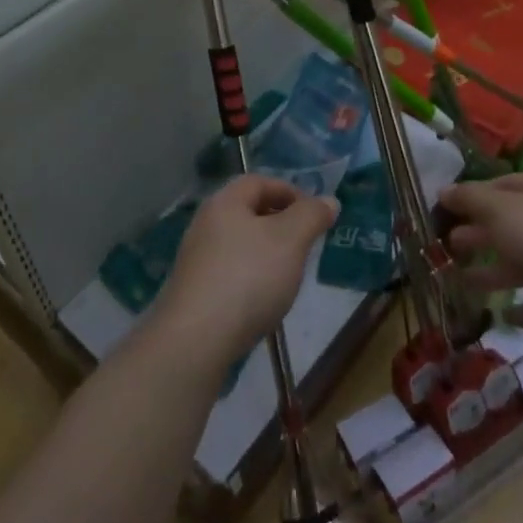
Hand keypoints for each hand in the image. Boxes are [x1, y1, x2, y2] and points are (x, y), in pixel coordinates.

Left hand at [149, 177, 338, 371]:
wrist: (195, 341)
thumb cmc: (248, 277)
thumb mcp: (291, 240)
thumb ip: (311, 216)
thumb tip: (329, 201)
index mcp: (225, 202)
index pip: (259, 182)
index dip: (289, 191)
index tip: (314, 214)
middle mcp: (205, 224)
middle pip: (247, 212)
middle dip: (280, 223)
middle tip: (305, 244)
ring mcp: (195, 261)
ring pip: (239, 245)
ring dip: (266, 253)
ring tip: (288, 275)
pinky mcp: (193, 293)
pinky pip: (229, 274)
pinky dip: (250, 278)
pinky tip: (263, 302)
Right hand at [439, 174, 522, 348]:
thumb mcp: (497, 210)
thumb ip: (469, 199)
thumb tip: (443, 191)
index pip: (504, 183)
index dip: (474, 194)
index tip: (446, 208)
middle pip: (512, 222)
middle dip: (479, 232)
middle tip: (448, 243)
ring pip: (522, 260)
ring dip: (492, 269)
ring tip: (461, 278)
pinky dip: (521, 304)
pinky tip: (501, 314)